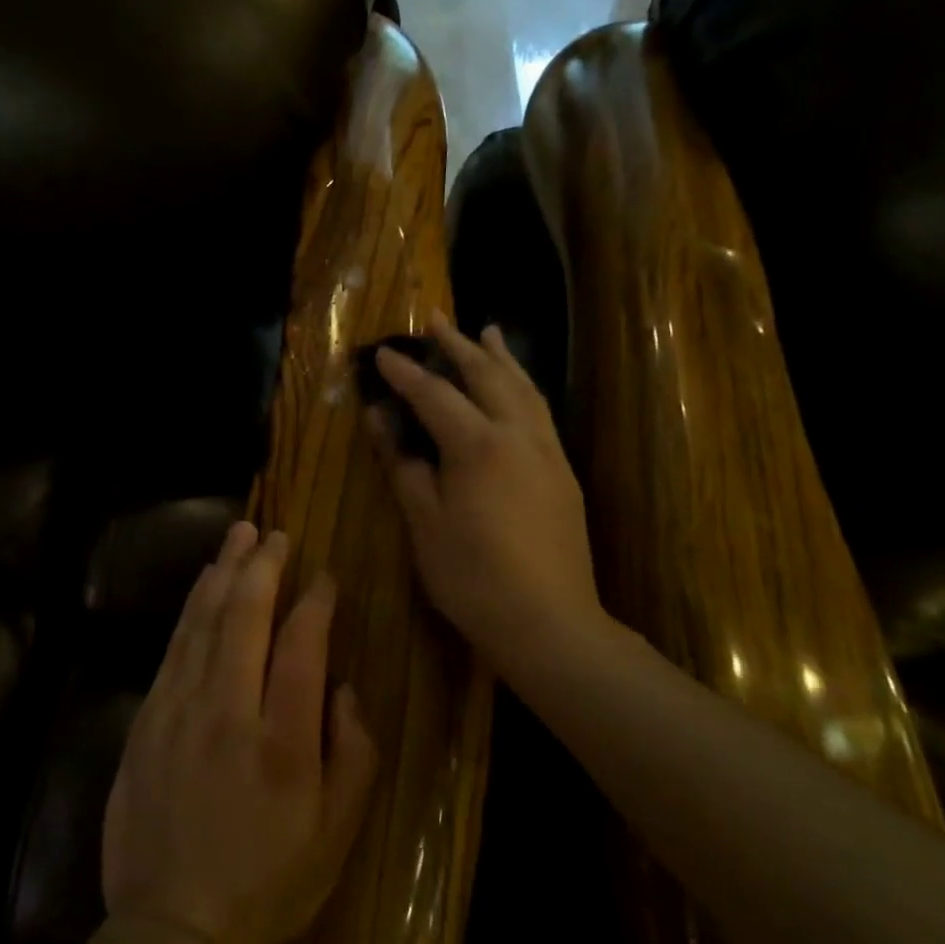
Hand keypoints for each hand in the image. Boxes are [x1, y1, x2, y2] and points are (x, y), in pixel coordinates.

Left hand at [102, 523, 377, 943]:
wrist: (172, 928)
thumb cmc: (267, 883)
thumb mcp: (337, 836)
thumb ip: (354, 753)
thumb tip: (341, 686)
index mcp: (282, 742)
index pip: (302, 646)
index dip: (315, 601)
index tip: (323, 575)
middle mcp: (227, 712)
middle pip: (245, 617)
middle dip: (262, 566)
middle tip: (275, 533)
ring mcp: (178, 710)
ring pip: (202, 620)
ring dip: (223, 572)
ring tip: (239, 535)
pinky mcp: (147, 717)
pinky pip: (173, 646)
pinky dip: (192, 607)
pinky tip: (203, 585)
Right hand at [367, 311, 607, 674]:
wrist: (550, 624)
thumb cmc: (473, 577)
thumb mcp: (424, 522)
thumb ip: (403, 464)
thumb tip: (381, 420)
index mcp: (478, 445)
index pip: (434, 394)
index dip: (405, 373)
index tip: (382, 353)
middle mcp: (518, 434)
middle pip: (486, 375)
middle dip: (458, 345)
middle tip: (435, 319)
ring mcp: (547, 451)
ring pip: (523, 387)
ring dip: (499, 357)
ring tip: (487, 331)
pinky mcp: (563, 471)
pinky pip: (539, 409)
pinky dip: (522, 385)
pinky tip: (516, 386)